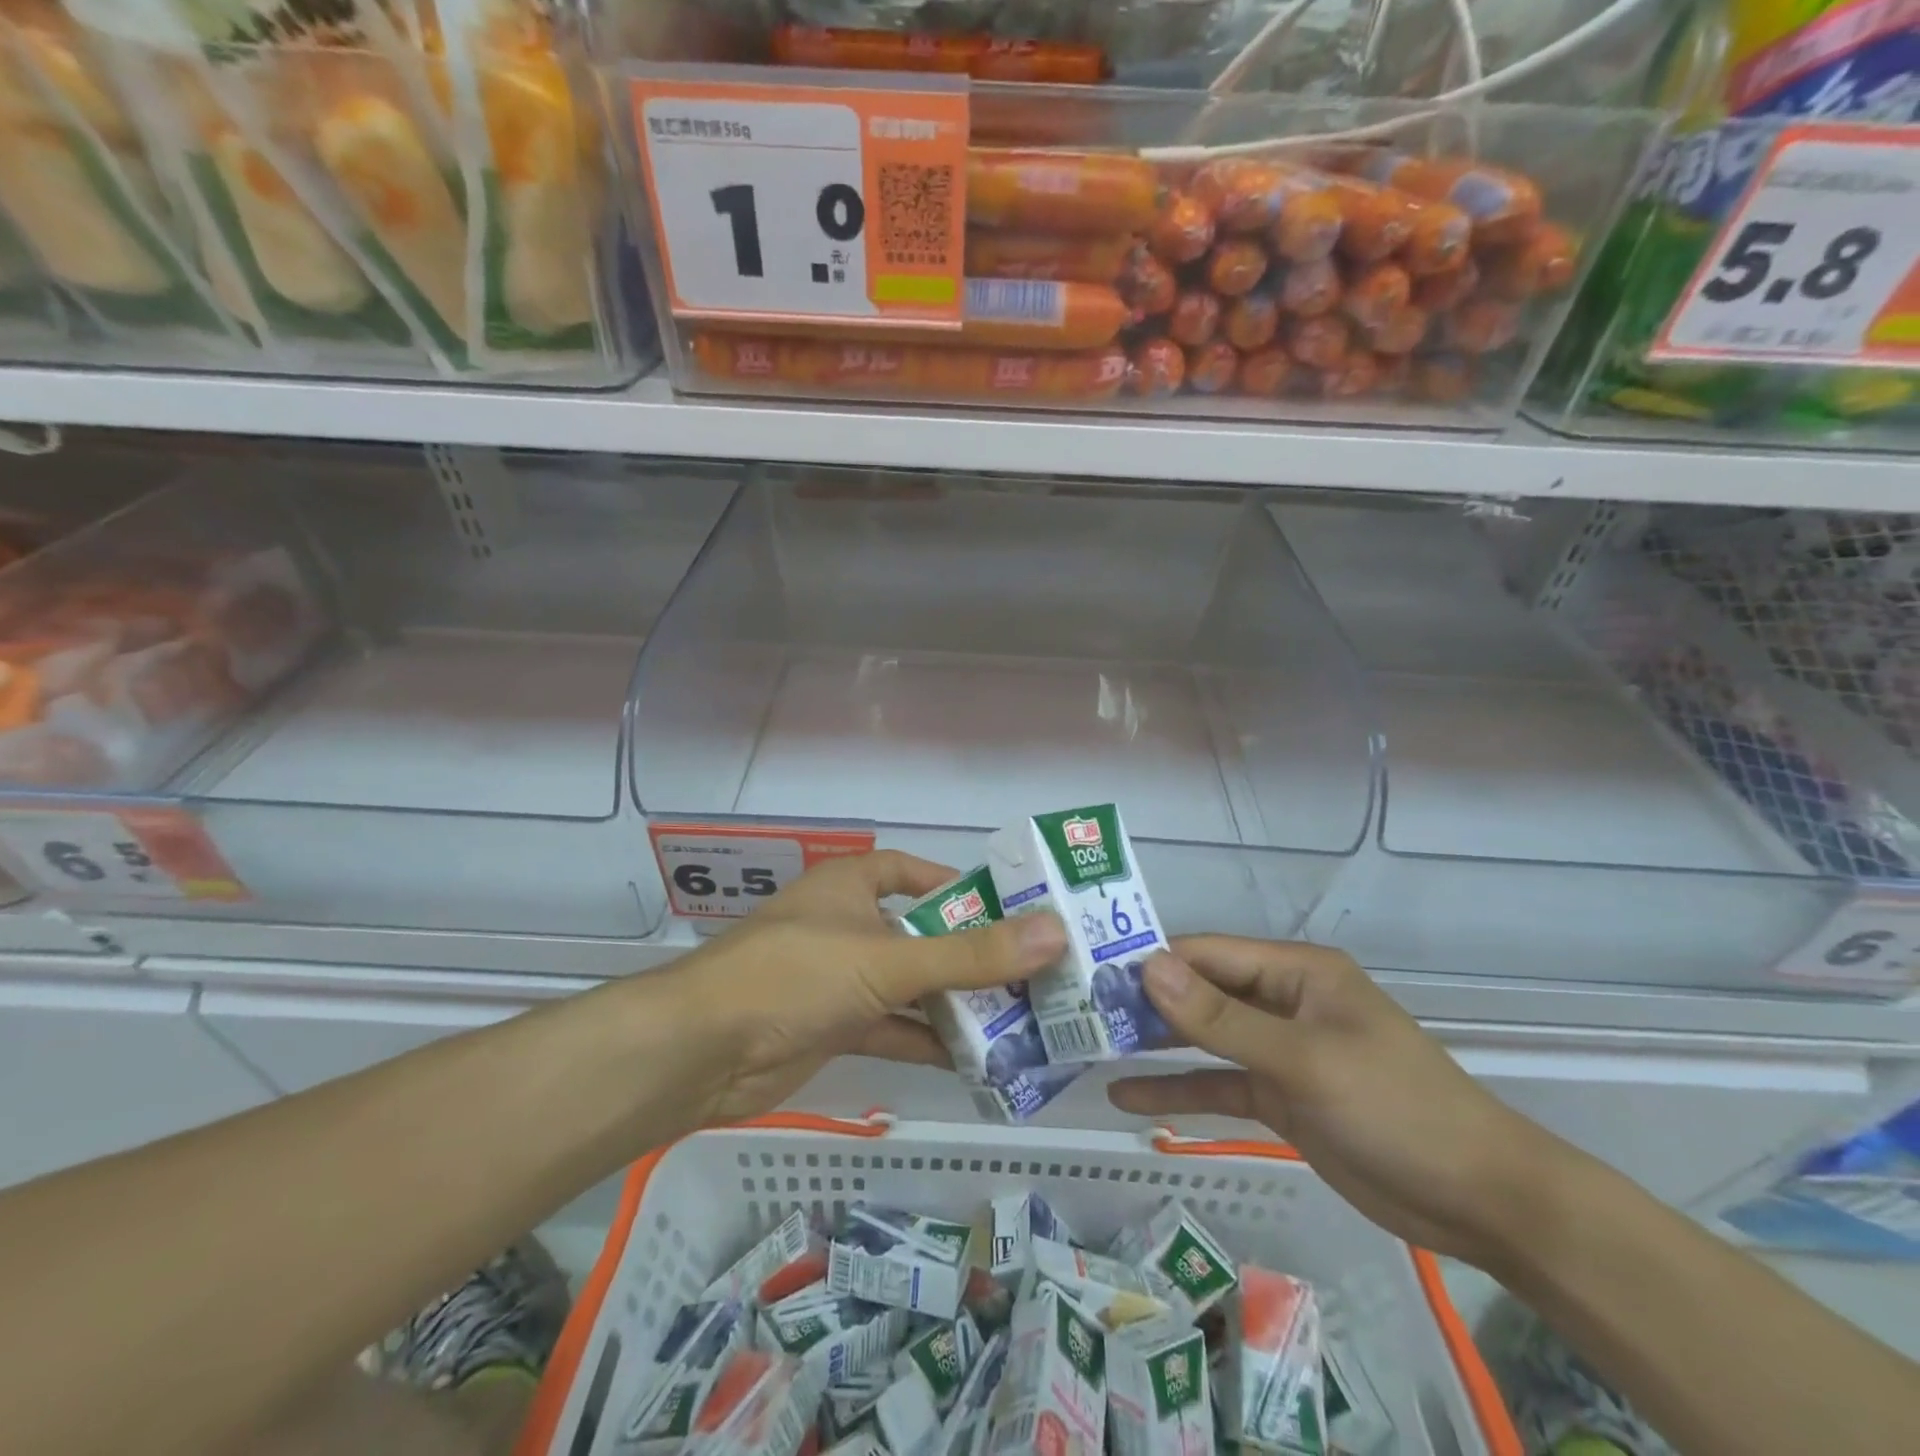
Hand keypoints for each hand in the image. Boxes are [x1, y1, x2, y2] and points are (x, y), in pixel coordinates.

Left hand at [666, 851, 1066, 1126]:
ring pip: (908, 986)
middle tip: (1032, 973)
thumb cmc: (795, 975)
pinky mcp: (832, 1027)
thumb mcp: (887, 960)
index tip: (1007, 910)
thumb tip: (1055, 933)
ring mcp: (838, 980)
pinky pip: (892, 1028)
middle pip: (918, 934)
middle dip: (968, 955)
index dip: (954, 887)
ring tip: (1019, 1020)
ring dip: (953, 1004)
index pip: (910, 872)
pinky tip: (975, 1062)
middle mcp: (845, 926)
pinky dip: (926, 1042)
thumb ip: (969, 954)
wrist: (701, 1052)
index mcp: (850, 886)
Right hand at [1108, 937, 1574, 1268]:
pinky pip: (1217, 1084)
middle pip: (1200, 993)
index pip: (1207, 953)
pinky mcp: (1280, 1095)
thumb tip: (1148, 966)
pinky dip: (1178, 1088)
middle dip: (1145, 1003)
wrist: (1478, 1200)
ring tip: (1091, 1048)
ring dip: (1154, 1044)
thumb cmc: (1393, 1106)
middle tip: (1079, 1013)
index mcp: (1295, 971)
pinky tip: (1129, 1097)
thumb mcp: (1301, 1059)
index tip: (1091, 973)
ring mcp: (1279, 1050)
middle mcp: (1282, 1000)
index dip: (1151, 960)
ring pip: (1203, 1038)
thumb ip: (1219, 1018)